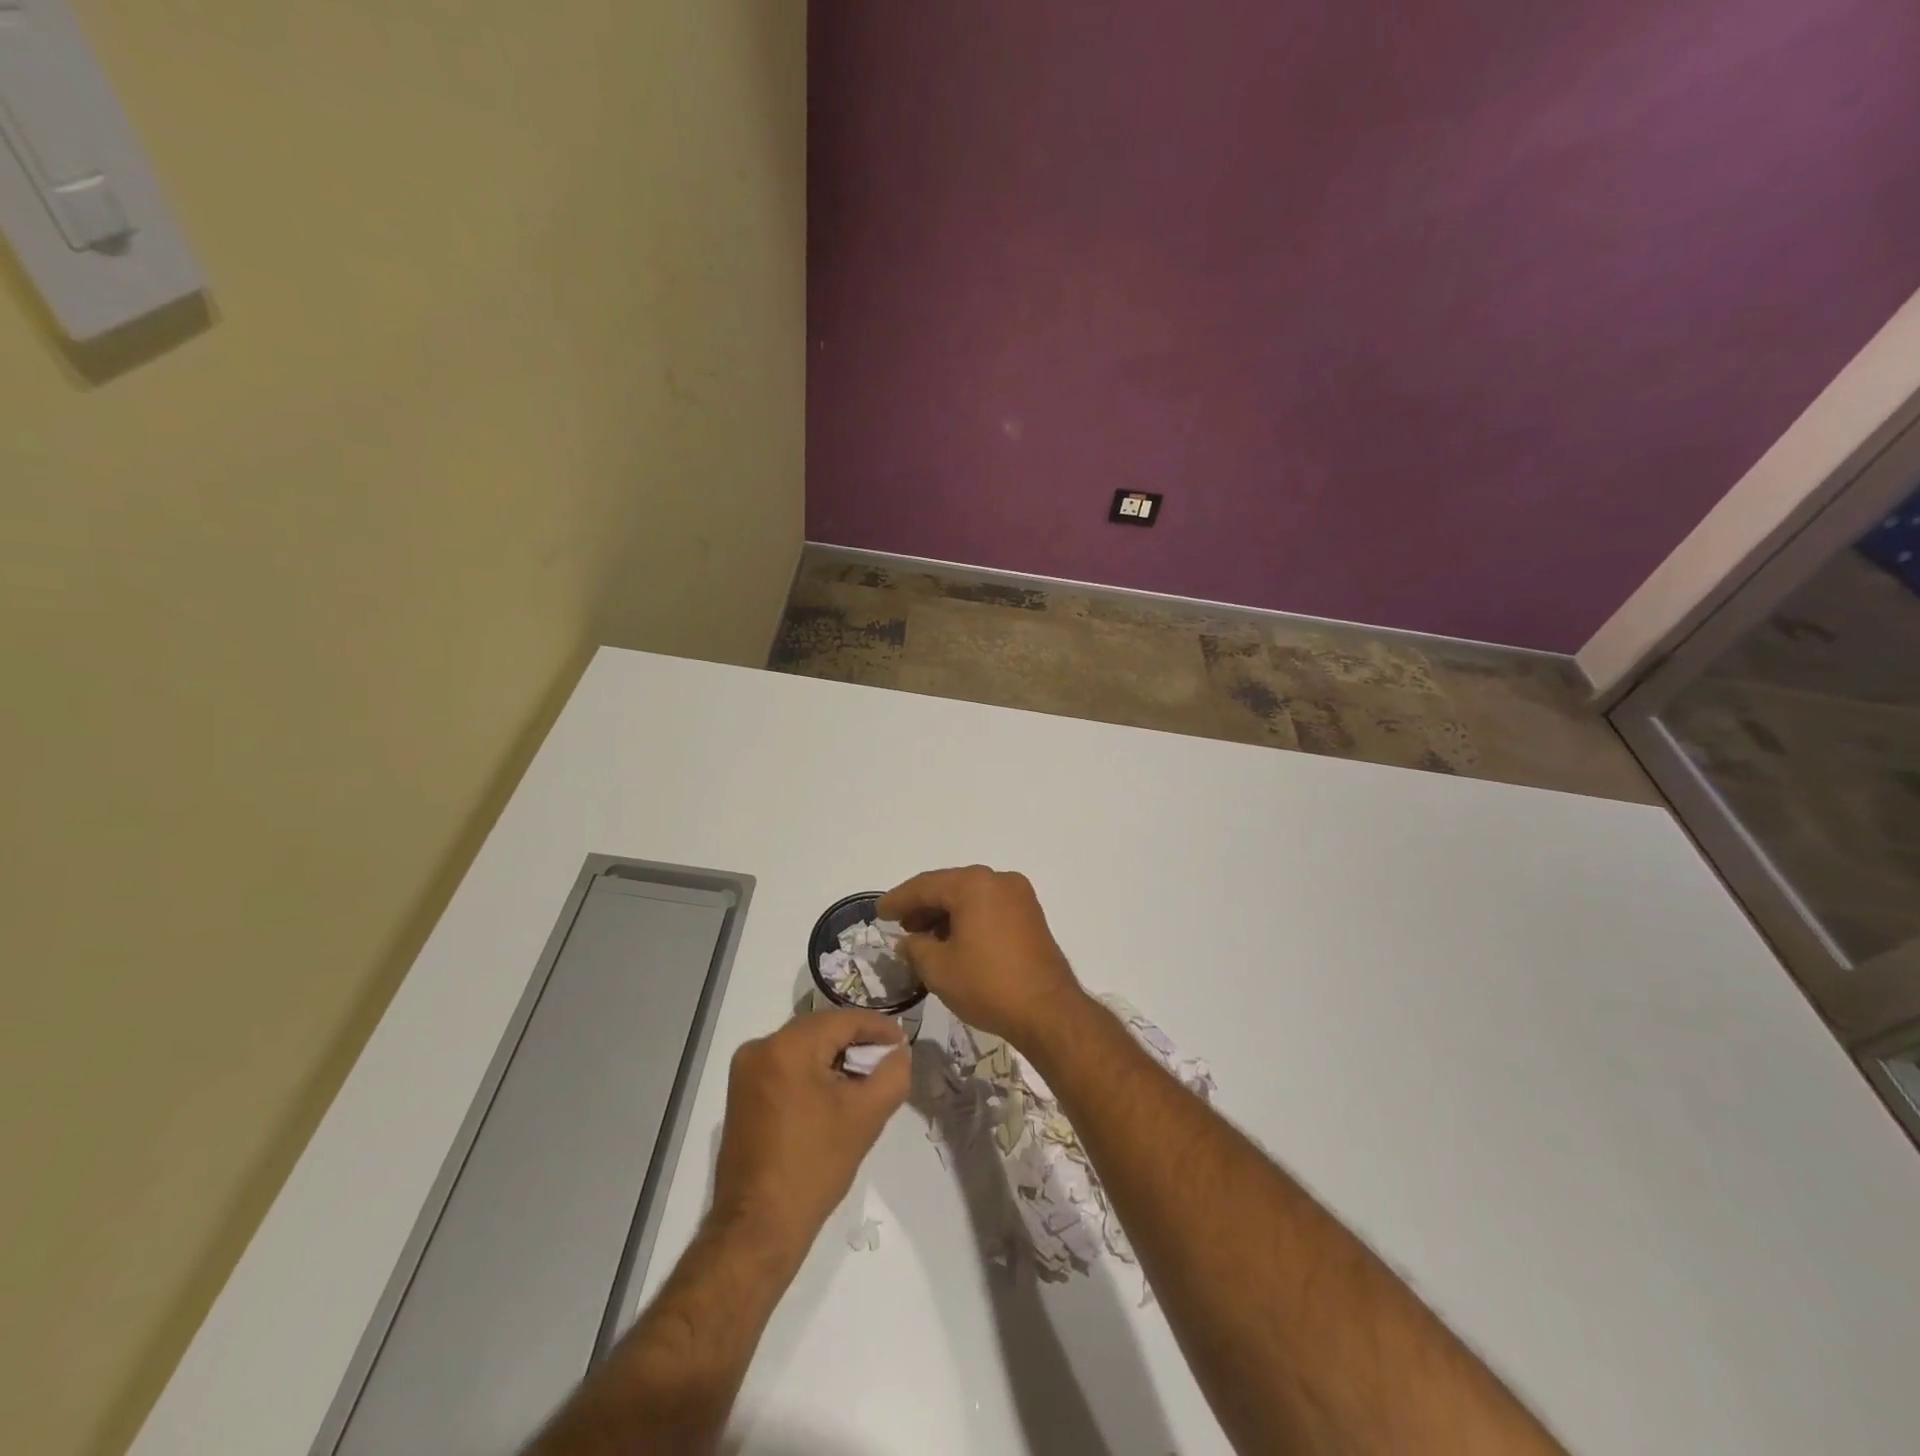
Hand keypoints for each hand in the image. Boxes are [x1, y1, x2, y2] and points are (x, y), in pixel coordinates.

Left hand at [710, 1010, 908, 1262]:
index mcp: (787, 1047)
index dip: (878, 1027)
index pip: (842, 1020)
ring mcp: (745, 1071)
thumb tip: (898, 1052)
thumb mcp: (866, 1117)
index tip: (903, 1041)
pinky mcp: (741, 1094)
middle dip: (856, 1041)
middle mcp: (760, 1048)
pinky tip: (834, 1092)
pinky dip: (812, 1071)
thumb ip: (892, 1074)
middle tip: (888, 1058)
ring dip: (835, 1057)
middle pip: (820, 1030)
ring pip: (803, 1047)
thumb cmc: (814, 1167)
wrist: (758, 1229)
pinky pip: (785, 1066)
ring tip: (866, 1076)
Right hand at [878, 866, 1086, 1047]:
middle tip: (899, 925)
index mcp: (974, 884)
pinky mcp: (1030, 915)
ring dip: (945, 913)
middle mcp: (998, 880)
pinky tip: (952, 940)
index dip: (898, 900)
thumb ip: (915, 947)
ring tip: (922, 937)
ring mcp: (1019, 896)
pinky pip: (989, 907)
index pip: (925, 885)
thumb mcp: (939, 969)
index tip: (879, 912)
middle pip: (949, 887)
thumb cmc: (988, 985)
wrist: (1048, 1011)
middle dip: (922, 905)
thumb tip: (909, 941)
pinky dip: (968, 918)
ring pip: (970, 897)